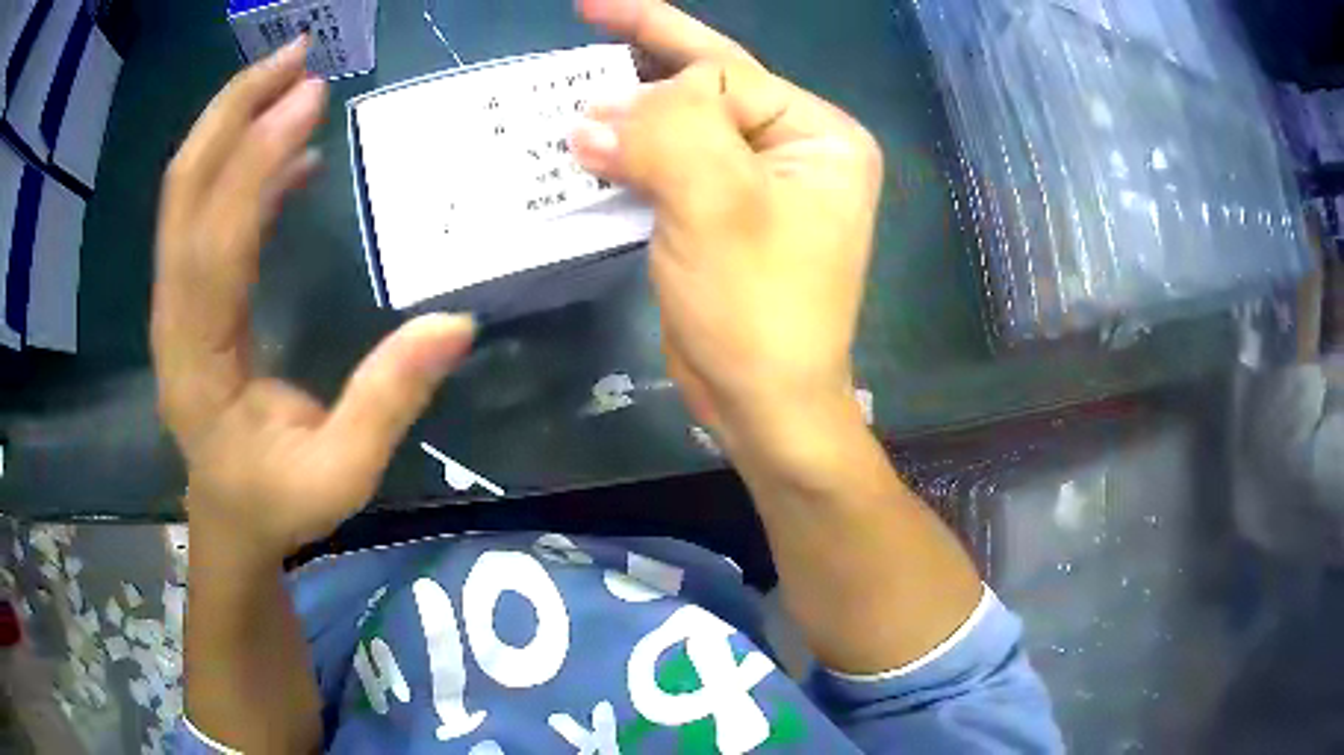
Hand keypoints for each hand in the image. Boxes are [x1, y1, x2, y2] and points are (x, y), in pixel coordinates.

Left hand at [152, 38, 474, 561]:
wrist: (230, 518)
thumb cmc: (279, 503)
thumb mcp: (343, 474)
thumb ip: (388, 402)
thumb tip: (455, 323)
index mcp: (198, 360)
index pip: (217, 242)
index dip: (256, 163)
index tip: (310, 96)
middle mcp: (174, 317)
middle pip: (183, 192)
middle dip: (232, 111)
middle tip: (294, 54)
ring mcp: (176, 302)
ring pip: (186, 193)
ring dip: (232, 123)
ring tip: (291, 75)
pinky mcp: (192, 295)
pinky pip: (206, 214)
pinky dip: (243, 168)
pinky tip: (289, 151)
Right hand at [571, 0, 882, 464]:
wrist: (762, 402)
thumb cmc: (757, 306)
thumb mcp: (718, 203)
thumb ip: (666, 132)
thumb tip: (596, 114)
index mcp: (817, 135)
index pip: (727, 77)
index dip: (659, 81)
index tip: (595, 105)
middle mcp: (793, 150)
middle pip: (707, 87)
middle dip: (642, 60)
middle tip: (589, 12)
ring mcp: (755, 183)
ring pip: (679, 126)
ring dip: (625, 113)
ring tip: (570, 88)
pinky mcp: (720, 215)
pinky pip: (666, 167)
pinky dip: (624, 157)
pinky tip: (587, 147)